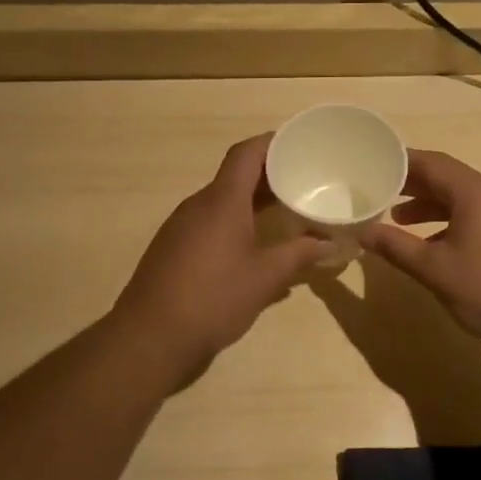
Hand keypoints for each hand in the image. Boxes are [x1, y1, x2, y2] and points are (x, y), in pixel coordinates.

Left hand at [112, 134, 329, 369]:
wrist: (150, 337)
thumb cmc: (213, 299)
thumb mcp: (265, 278)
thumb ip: (299, 255)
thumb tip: (330, 243)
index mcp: (221, 201)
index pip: (246, 153)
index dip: (273, 142)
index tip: (300, 144)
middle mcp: (198, 205)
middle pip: (235, 175)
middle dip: (269, 175)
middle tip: (304, 180)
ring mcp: (181, 226)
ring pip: (222, 201)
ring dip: (252, 201)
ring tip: (286, 211)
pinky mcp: (173, 248)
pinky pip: (209, 222)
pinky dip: (235, 222)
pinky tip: (255, 246)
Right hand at [359, 149, 480, 350]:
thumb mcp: (434, 269)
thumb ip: (395, 246)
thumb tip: (363, 231)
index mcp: (475, 193)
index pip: (432, 163)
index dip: (400, 162)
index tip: (373, 165)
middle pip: (448, 177)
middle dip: (413, 184)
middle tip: (379, 190)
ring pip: (463, 197)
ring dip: (431, 204)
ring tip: (399, 219)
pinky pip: (478, 214)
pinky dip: (451, 219)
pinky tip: (436, 243)